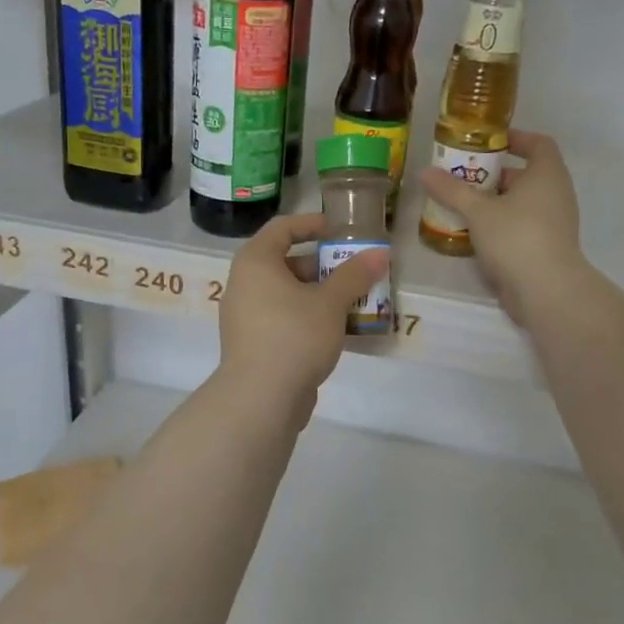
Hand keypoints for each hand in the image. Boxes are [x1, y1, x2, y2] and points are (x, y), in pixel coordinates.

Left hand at [217, 212, 389, 398]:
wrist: (261, 398)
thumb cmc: (294, 336)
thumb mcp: (330, 303)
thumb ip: (354, 275)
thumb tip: (380, 253)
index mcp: (255, 262)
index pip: (282, 228)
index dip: (312, 224)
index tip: (340, 230)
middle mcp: (244, 284)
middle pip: (286, 262)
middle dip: (323, 265)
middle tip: (356, 271)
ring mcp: (246, 316)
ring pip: (287, 294)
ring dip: (320, 294)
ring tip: (355, 301)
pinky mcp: (253, 344)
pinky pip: (284, 318)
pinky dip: (308, 317)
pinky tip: (338, 330)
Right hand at [417, 129, 586, 323]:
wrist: (547, 290)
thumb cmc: (516, 237)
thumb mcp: (478, 211)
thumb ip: (452, 190)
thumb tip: (425, 171)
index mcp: (547, 175)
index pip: (539, 144)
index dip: (516, 139)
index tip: (489, 143)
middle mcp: (556, 194)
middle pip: (527, 175)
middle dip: (495, 175)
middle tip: (464, 178)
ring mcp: (555, 223)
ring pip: (523, 203)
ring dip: (496, 202)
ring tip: (464, 206)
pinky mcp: (548, 247)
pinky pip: (523, 226)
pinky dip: (502, 225)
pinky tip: (475, 235)